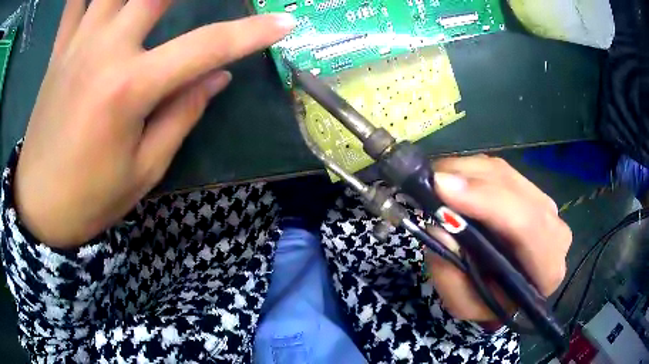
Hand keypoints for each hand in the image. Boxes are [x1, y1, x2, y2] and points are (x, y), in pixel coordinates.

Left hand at [14, 0, 294, 247]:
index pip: (207, 47)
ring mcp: (77, 44)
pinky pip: (73, 3)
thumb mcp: (145, 169)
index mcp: (130, 88)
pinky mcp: (58, 50)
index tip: (286, 22)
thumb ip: (183, 112)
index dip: (251, 33)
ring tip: (151, 1)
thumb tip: (218, 75)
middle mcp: (104, 52)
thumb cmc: (91, 198)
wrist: (39, 206)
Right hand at [425, 155, 571, 322]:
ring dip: (465, 172)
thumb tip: (439, 228)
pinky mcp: (530, 189)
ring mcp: (545, 204)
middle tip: (428, 182)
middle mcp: (554, 229)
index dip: (488, 202)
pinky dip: (470, 170)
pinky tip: (451, 180)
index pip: (528, 226)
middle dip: (470, 181)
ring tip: (434, 182)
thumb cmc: (487, 302)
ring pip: (504, 173)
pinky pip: (498, 169)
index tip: (442, 188)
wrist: (506, 289)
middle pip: (515, 191)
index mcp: (547, 269)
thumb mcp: (464, 305)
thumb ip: (452, 277)